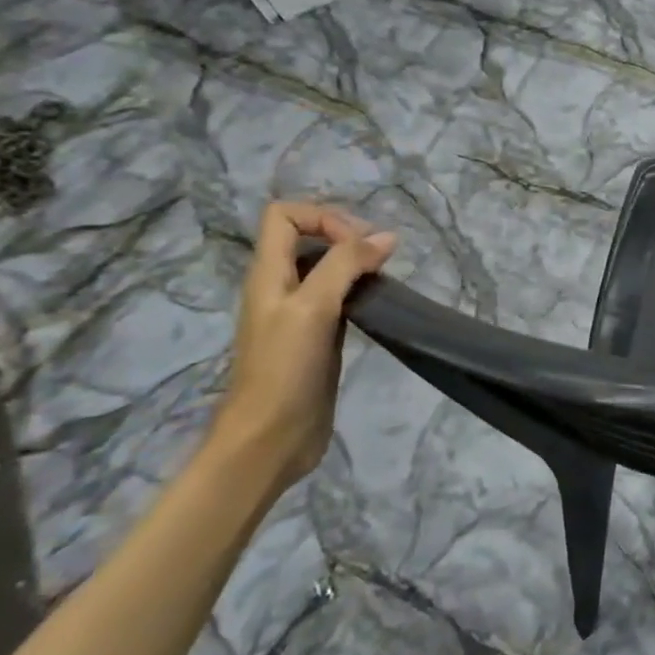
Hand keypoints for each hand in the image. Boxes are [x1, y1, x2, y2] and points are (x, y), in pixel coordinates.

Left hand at [208, 202, 396, 492]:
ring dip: (358, 265)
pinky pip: (341, 298)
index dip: (323, 217)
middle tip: (380, 260)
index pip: (284, 216)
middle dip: (347, 237)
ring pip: (328, 268)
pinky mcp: (319, 337)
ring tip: (384, 280)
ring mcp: (300, 313)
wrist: (270, 438)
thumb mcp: (313, 308)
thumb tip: (387, 237)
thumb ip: (346, 266)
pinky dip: (361, 292)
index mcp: (268, 274)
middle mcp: (281, 287)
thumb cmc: (284, 369)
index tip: (357, 244)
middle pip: (309, 238)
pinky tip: (379, 307)